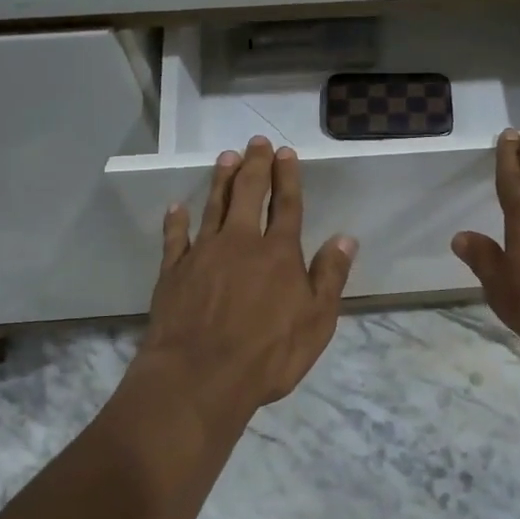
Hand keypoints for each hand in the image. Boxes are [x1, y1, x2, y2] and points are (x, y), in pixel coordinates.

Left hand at [139, 136, 356, 419]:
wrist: (200, 376)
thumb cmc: (268, 354)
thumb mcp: (316, 321)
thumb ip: (329, 276)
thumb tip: (345, 238)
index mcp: (278, 253)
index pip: (287, 206)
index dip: (287, 177)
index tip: (285, 152)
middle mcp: (241, 242)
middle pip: (249, 194)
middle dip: (255, 165)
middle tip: (256, 141)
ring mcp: (203, 253)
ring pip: (214, 206)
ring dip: (221, 180)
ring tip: (226, 157)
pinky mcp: (173, 270)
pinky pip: (175, 237)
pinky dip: (176, 220)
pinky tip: (177, 207)